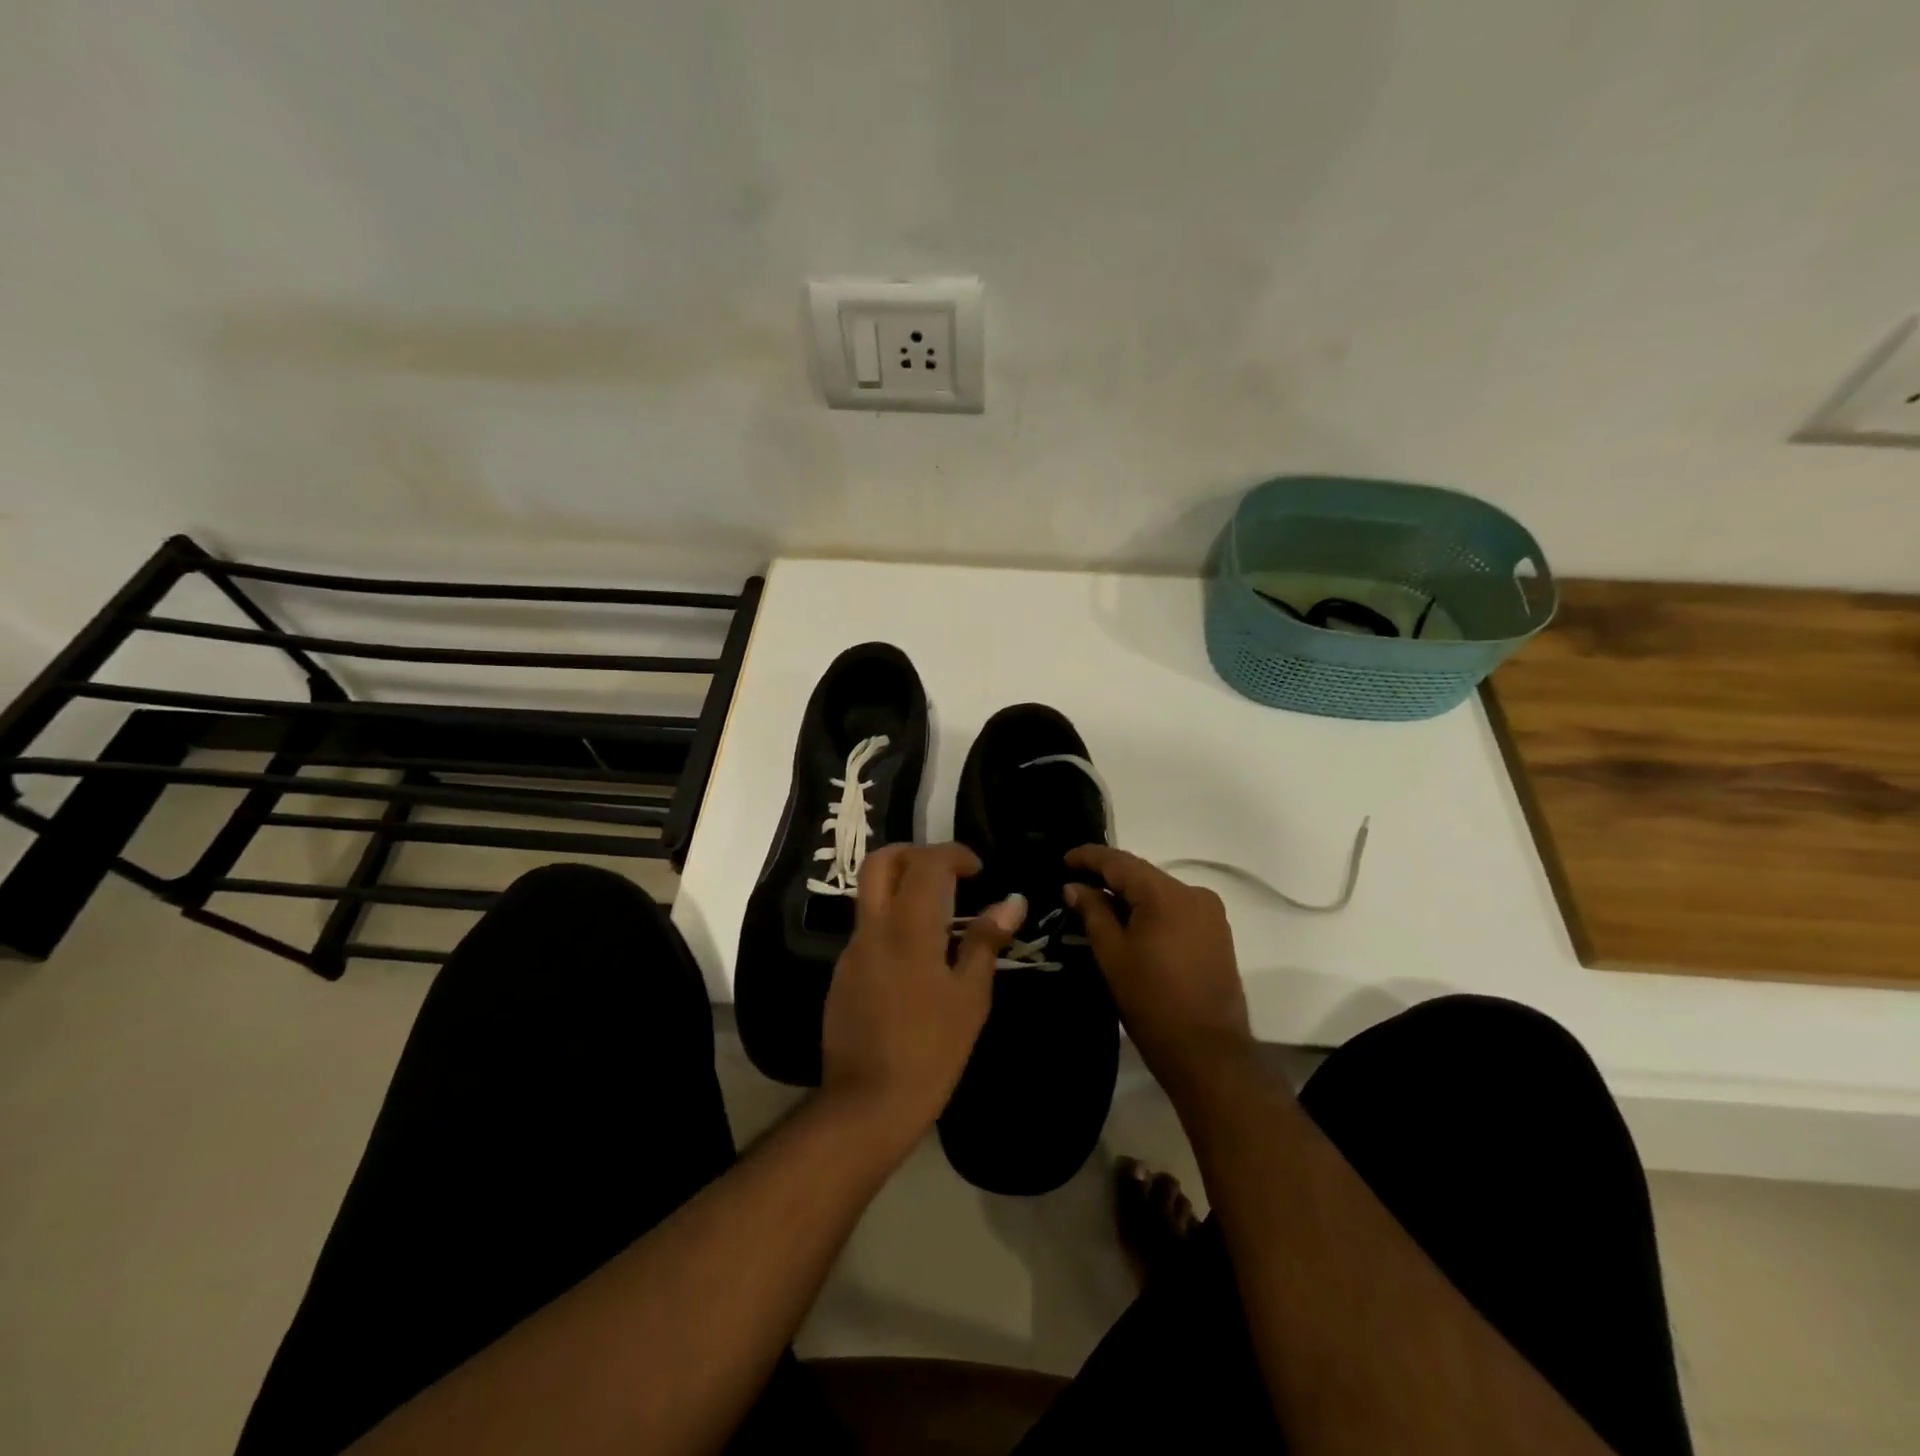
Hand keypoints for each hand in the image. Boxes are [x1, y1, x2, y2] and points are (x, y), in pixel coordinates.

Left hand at [820, 843, 1022, 1142]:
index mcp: (908, 928)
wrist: (868, 1103)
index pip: (926, 863)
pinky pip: (868, 930)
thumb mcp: (970, 997)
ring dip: (902, 889)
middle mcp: (873, 928)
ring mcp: (852, 951)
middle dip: (914, 854)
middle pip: (881, 862)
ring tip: (940, 918)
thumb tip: (1012, 902)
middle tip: (946, 873)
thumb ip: (986, 941)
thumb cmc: (931, 1050)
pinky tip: (917, 960)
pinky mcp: (842, 975)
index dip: (954, 854)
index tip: (977, 869)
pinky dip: (893, 923)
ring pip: (871, 895)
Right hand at [1065, 846, 1255, 1091]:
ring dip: (1130, 895)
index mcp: (1166, 894)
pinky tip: (1131, 922)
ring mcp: (1210, 913)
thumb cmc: (1151, 1002)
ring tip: (1099, 904)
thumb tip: (1075, 886)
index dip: (1089, 857)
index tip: (1064, 858)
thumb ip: (1093, 912)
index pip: (1120, 862)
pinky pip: (1176, 908)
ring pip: (1159, 892)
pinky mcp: (1217, 933)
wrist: (1208, 1053)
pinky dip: (1151, 910)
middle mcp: (1194, 893)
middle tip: (1076, 884)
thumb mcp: (1112, 954)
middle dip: (1108, 876)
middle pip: (1142, 874)